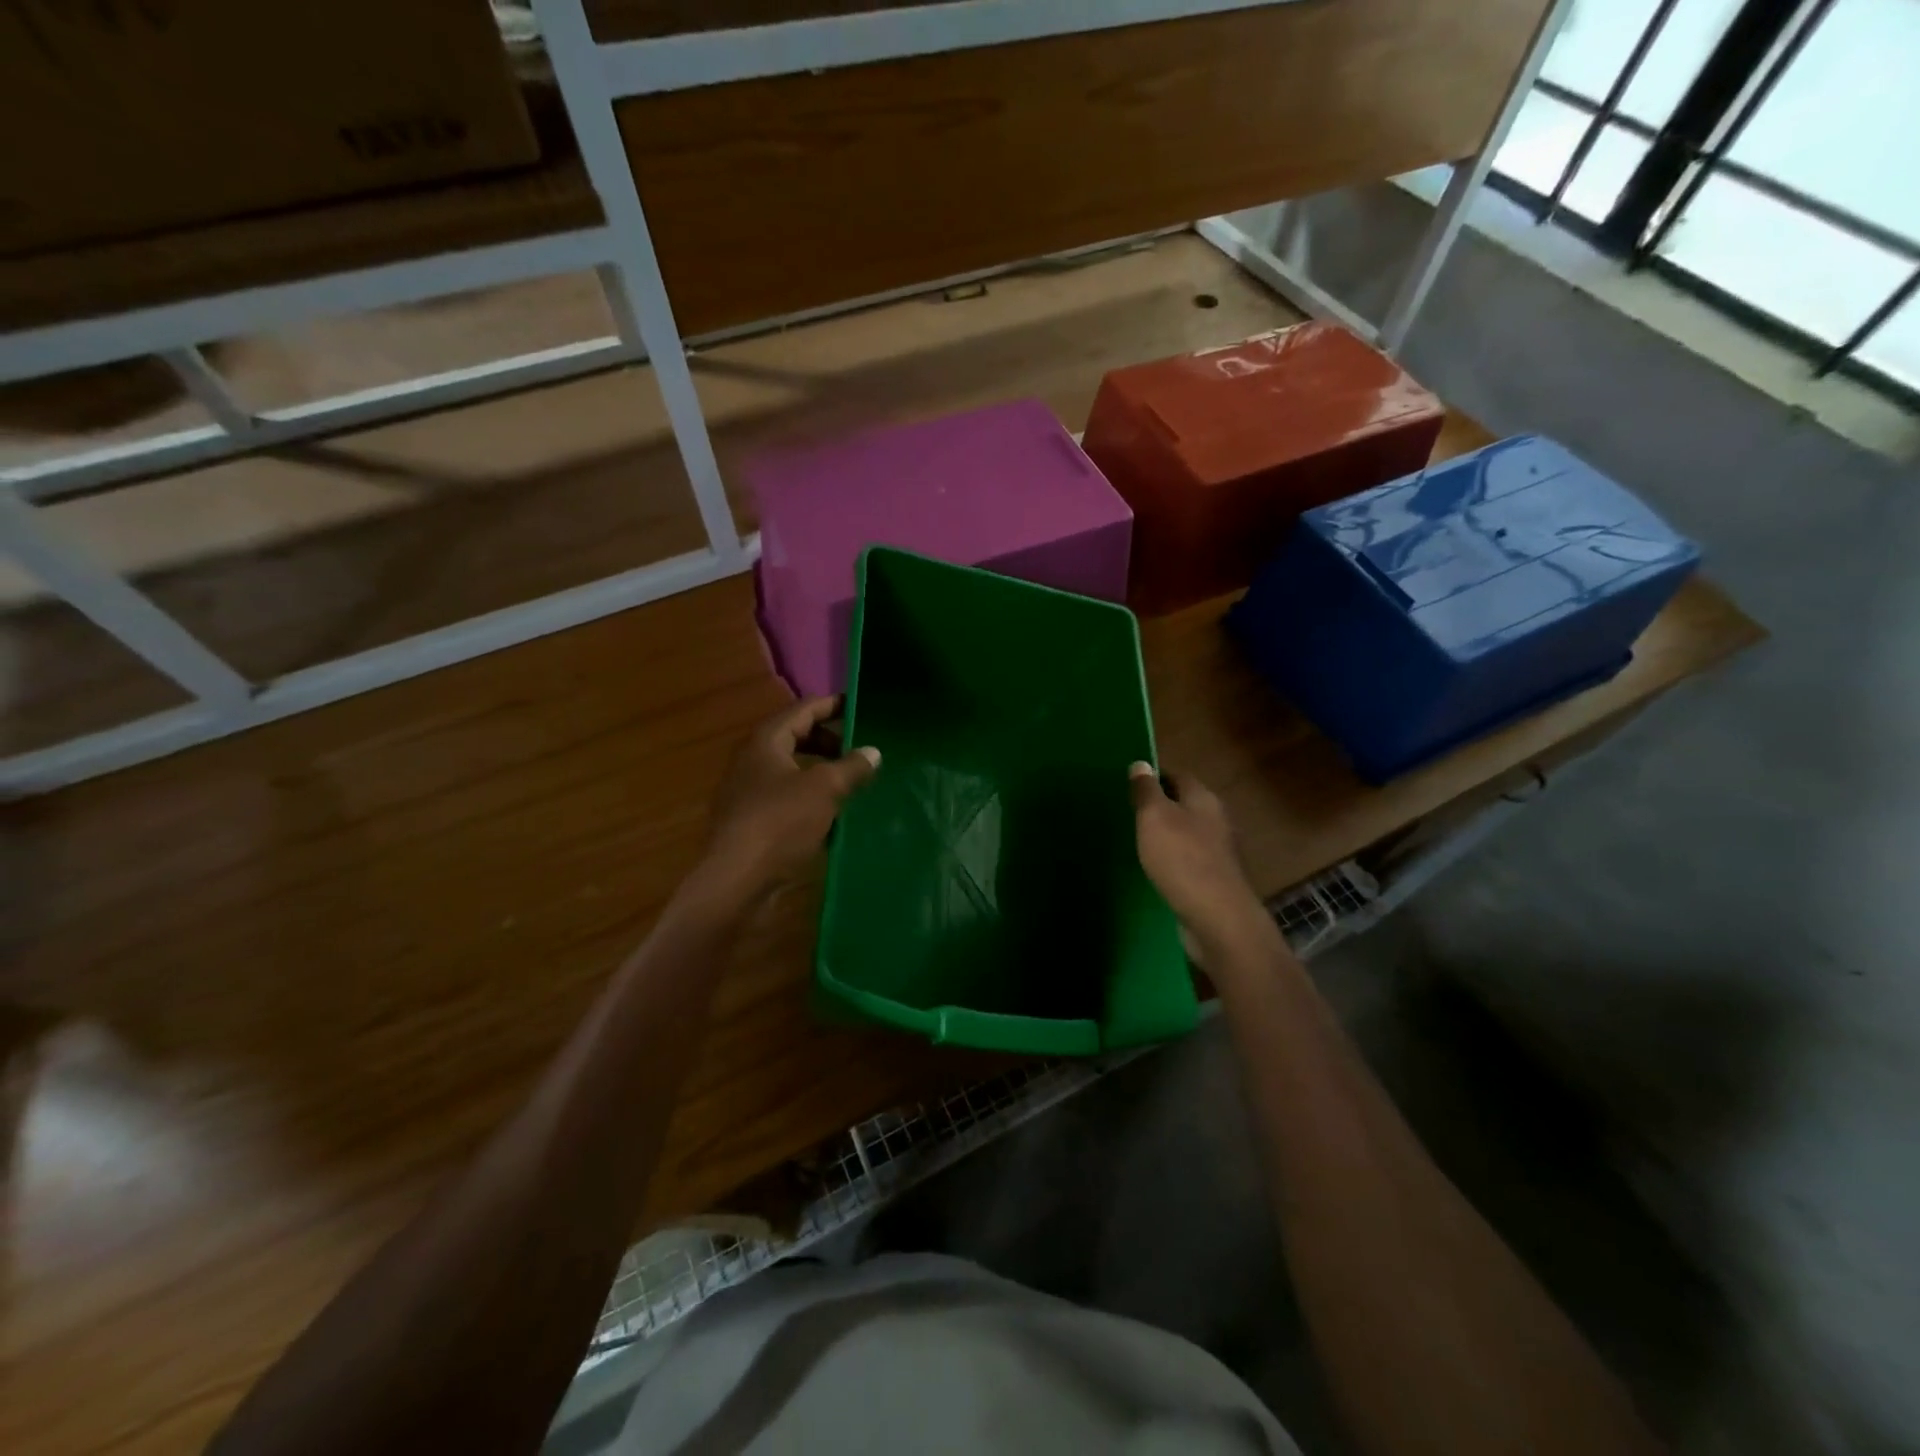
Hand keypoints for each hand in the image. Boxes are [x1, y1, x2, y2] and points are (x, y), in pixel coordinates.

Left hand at [699, 698, 879, 904]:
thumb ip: (851, 767)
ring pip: (792, 771)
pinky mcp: (751, 822)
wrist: (736, 881)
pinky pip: (787, 799)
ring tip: (853, 784)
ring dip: (822, 773)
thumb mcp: (824, 789)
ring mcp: (748, 793)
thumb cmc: (780, 823)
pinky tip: (833, 817)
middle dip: (830, 742)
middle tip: (861, 752)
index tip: (862, 707)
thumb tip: (873, 751)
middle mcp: (752, 760)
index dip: (834, 706)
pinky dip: (810, 800)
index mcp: (765, 741)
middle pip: (796, 738)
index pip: (804, 710)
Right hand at [1130, 764, 1272, 962]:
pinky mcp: (1216, 879)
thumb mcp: (1154, 817)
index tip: (1132, 785)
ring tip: (1141, 841)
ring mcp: (1220, 852)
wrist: (1217, 918)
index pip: (1179, 776)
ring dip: (1169, 834)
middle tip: (1132, 813)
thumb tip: (1141, 764)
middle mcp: (1217, 820)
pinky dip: (1175, 859)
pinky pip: (1191, 860)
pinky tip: (1159, 869)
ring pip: (1190, 833)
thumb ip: (1146, 791)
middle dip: (1162, 806)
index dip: (1156, 777)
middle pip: (1187, 804)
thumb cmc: (1182, 859)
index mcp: (1204, 799)